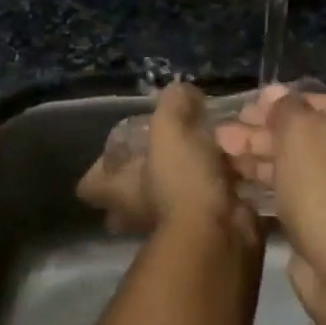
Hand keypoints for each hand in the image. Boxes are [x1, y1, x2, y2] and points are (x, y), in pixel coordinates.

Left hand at [76, 83, 262, 251]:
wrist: (220, 232)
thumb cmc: (180, 181)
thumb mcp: (171, 127)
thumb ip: (174, 102)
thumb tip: (184, 92)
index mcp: (117, 191)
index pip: (89, 184)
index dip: (101, 166)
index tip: (123, 147)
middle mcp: (135, 214)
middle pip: (127, 197)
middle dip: (143, 177)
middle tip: (166, 150)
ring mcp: (170, 227)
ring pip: (169, 200)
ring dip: (186, 180)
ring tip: (211, 149)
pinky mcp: (203, 231)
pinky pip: (204, 205)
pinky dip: (217, 190)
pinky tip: (236, 166)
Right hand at [216, 86, 325, 263]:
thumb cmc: (322, 180)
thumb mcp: (297, 130)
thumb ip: (283, 107)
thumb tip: (275, 93)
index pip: (314, 101)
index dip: (274, 105)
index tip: (240, 110)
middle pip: (304, 132)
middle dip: (260, 133)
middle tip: (222, 134)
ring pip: (296, 162)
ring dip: (259, 157)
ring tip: (220, 154)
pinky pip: (297, 189)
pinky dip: (270, 183)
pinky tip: (237, 180)